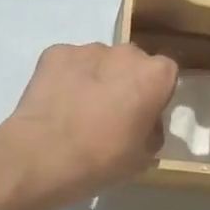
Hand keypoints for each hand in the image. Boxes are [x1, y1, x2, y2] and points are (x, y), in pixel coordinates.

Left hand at [0, 43, 178, 207]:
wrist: (43, 155)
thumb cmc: (102, 160)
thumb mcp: (143, 157)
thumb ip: (152, 131)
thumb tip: (146, 123)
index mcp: (154, 75)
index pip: (166, 73)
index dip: (156, 93)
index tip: (144, 115)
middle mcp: (124, 53)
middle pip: (131, 62)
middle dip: (125, 81)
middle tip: (111, 113)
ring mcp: (87, 49)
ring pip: (99, 61)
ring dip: (95, 78)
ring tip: (78, 110)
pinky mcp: (55, 53)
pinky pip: (68, 62)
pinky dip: (66, 77)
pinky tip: (57, 103)